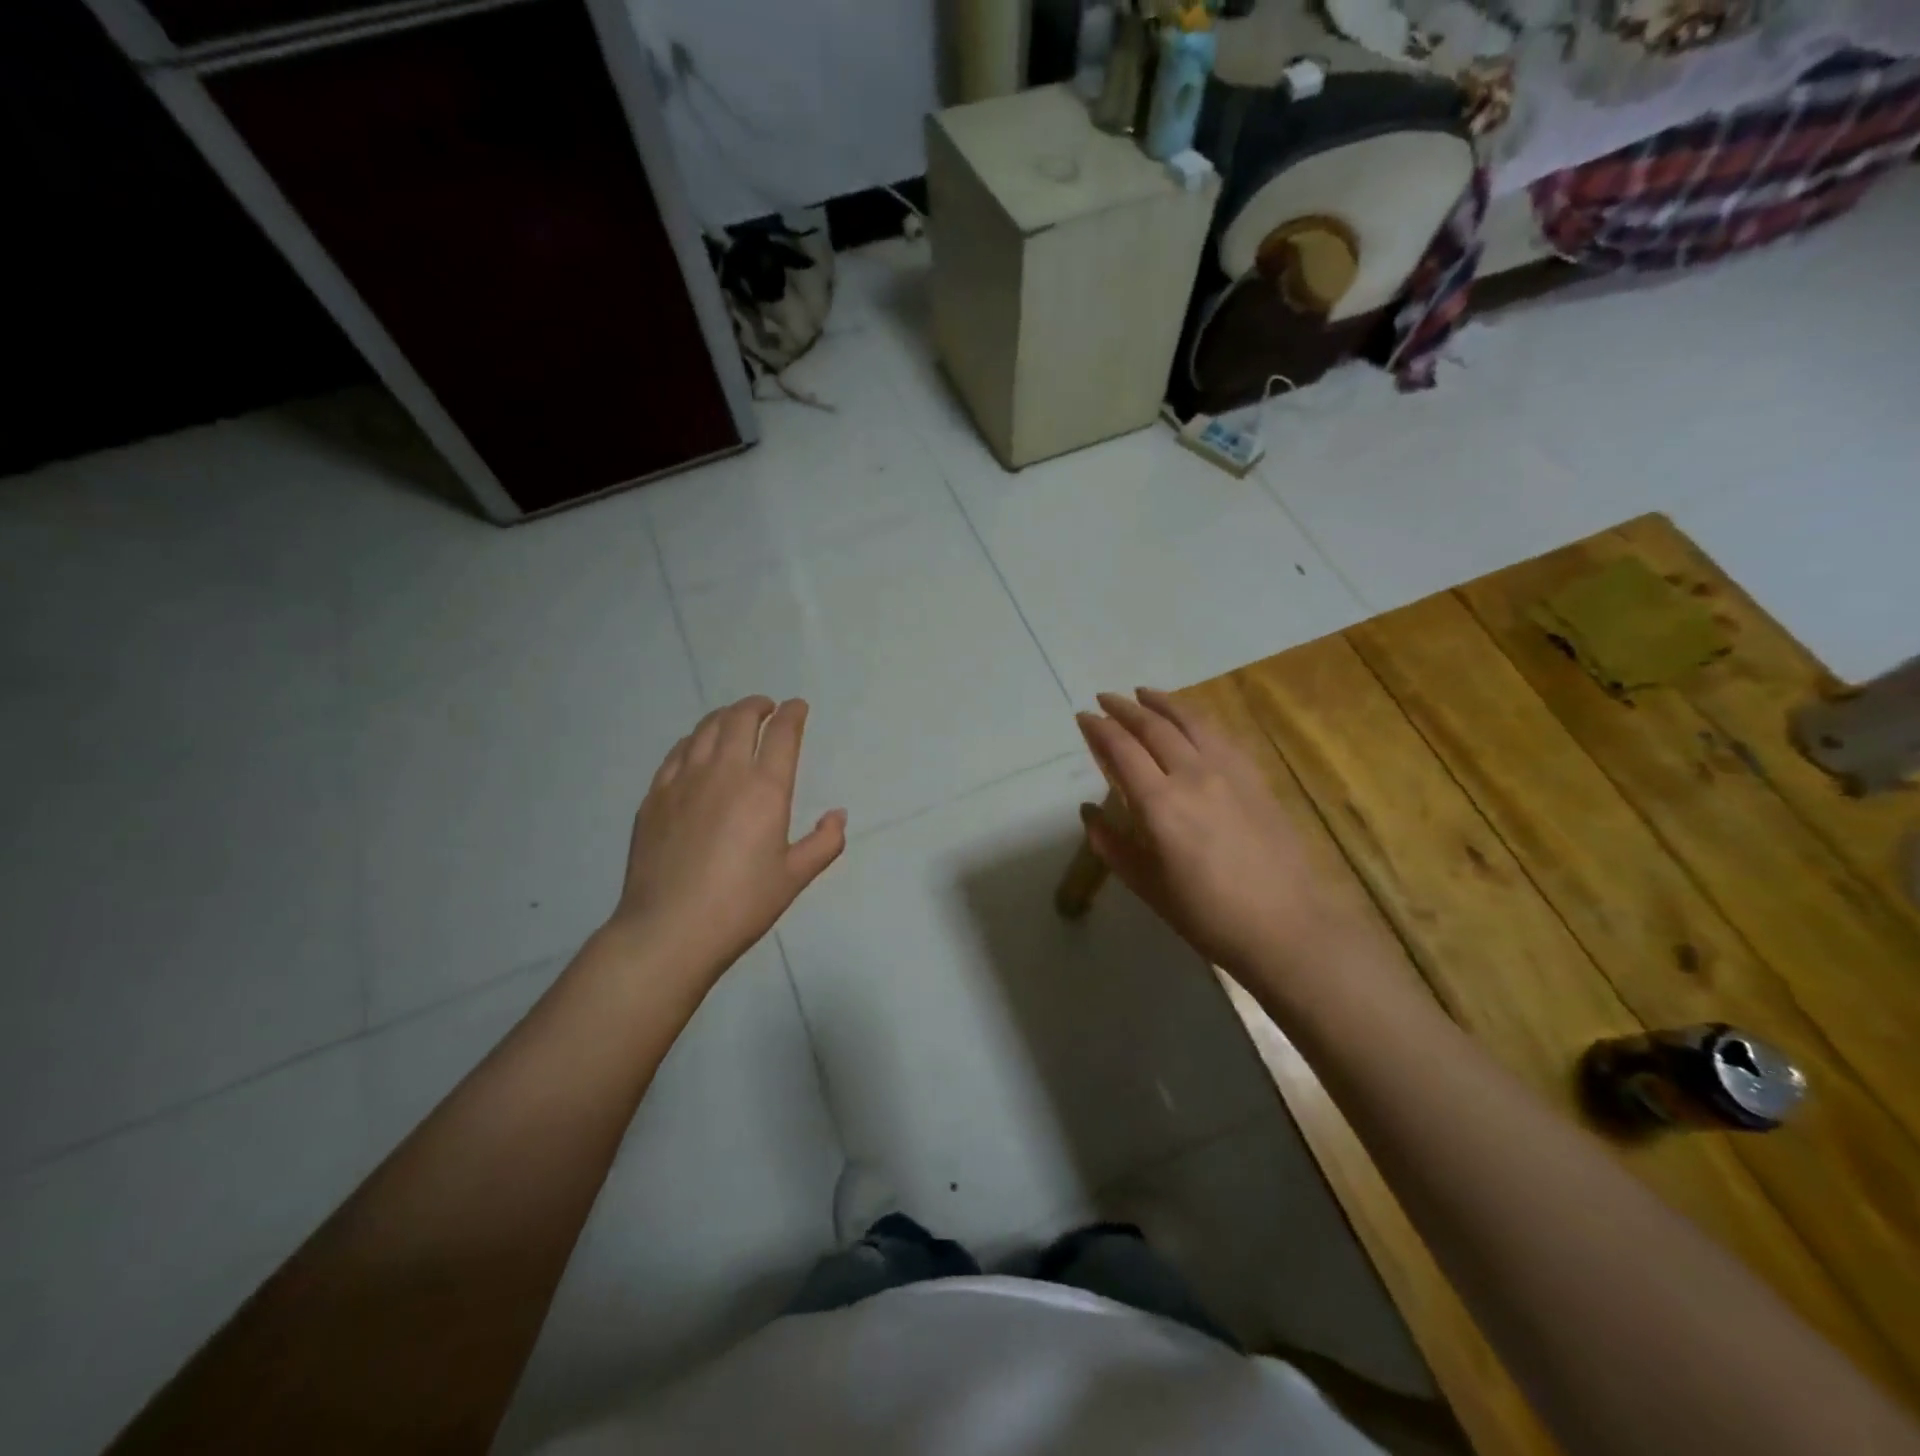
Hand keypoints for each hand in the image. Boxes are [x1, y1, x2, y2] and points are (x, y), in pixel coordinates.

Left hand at [609, 696, 846, 985]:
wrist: (669, 929)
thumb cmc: (741, 905)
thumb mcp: (794, 877)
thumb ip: (824, 842)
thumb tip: (838, 816)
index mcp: (765, 789)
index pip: (782, 734)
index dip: (793, 714)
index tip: (798, 707)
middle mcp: (724, 772)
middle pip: (740, 719)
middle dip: (757, 706)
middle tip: (767, 707)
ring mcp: (683, 781)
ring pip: (705, 729)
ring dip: (725, 716)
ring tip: (734, 718)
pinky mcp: (655, 796)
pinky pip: (676, 752)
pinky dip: (693, 740)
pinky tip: (695, 747)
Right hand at [1076, 689, 1370, 989]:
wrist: (1285, 926)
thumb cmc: (1207, 915)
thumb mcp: (1147, 885)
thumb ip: (1111, 844)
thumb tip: (1088, 812)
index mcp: (1159, 804)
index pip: (1121, 749)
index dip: (1099, 728)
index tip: (1084, 716)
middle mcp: (1192, 775)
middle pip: (1154, 726)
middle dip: (1125, 708)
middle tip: (1106, 698)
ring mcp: (1229, 772)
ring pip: (1191, 721)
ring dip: (1163, 702)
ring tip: (1144, 693)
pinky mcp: (1255, 777)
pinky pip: (1221, 734)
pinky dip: (1197, 718)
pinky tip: (1191, 719)